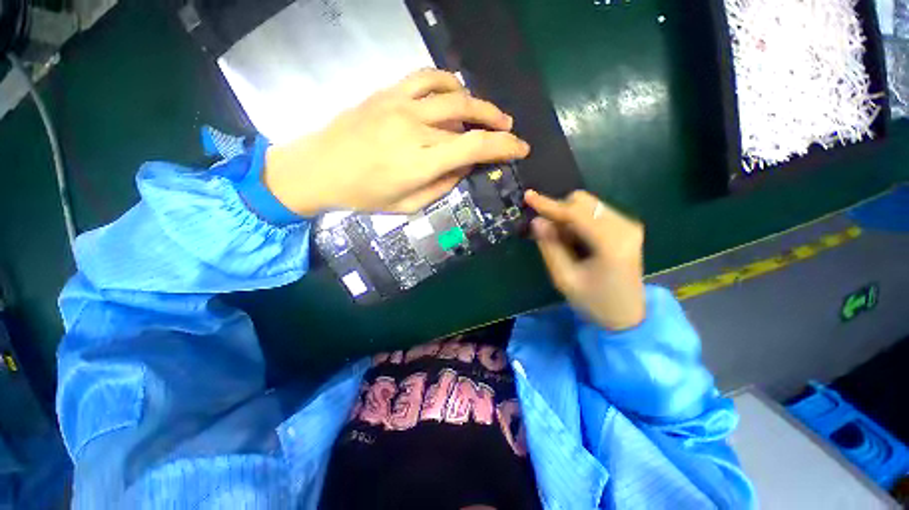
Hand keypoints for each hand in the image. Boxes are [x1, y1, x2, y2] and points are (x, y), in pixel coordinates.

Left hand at [263, 69, 530, 214]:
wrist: (318, 169)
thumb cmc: (363, 195)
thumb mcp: (408, 205)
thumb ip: (441, 186)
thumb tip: (463, 168)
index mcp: (421, 162)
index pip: (474, 147)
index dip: (504, 147)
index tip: (521, 148)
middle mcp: (416, 128)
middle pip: (468, 115)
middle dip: (496, 122)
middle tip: (508, 129)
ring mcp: (400, 105)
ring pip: (451, 92)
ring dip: (476, 101)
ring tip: (486, 112)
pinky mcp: (387, 93)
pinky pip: (425, 77)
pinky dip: (447, 82)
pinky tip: (454, 92)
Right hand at [525, 190, 645, 330]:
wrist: (627, 317)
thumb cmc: (594, 302)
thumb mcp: (565, 279)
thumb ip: (550, 247)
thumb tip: (536, 221)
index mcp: (611, 243)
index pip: (575, 213)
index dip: (548, 204)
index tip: (527, 196)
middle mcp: (624, 227)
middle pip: (583, 202)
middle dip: (559, 212)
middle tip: (547, 233)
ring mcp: (628, 226)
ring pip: (588, 206)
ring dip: (568, 218)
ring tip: (562, 241)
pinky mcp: (626, 228)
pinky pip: (595, 213)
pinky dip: (578, 222)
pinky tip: (575, 241)